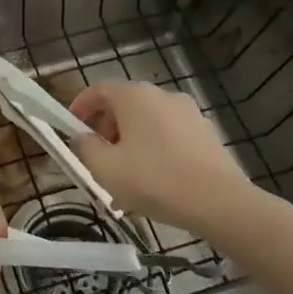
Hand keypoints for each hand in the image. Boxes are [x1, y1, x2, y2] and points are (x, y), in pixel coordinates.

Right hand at [68, 81, 258, 236]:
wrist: (220, 203)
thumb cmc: (154, 180)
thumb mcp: (105, 168)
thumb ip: (85, 147)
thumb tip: (82, 137)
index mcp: (134, 96)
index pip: (98, 90)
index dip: (80, 107)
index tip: (71, 129)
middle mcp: (161, 95)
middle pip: (124, 106)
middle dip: (106, 129)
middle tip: (98, 159)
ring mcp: (188, 113)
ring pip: (147, 123)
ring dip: (131, 142)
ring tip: (126, 177)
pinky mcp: (206, 133)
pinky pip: (169, 135)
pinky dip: (155, 150)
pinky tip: (155, 181)